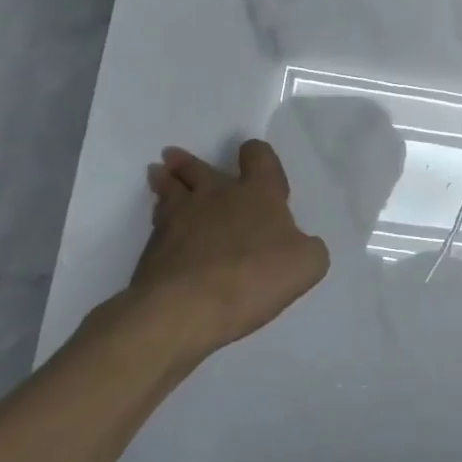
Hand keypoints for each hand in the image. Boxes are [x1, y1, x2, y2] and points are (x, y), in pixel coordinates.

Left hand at [100, 140, 330, 355]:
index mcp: (258, 193)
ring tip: (159, 174)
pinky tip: (162, 228)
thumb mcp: (307, 264)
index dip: (257, 154)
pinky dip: (160, 221)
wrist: (186, 307)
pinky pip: (158, 223)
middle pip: (199, 168)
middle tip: (175, 157)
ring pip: (169, 189)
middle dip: (190, 163)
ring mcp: (179, 218)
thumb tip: (299, 244)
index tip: (250, 156)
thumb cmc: (254, 276)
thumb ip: (308, 248)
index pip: (259, 157)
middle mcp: (217, 195)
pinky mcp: (153, 247)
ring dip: (165, 180)